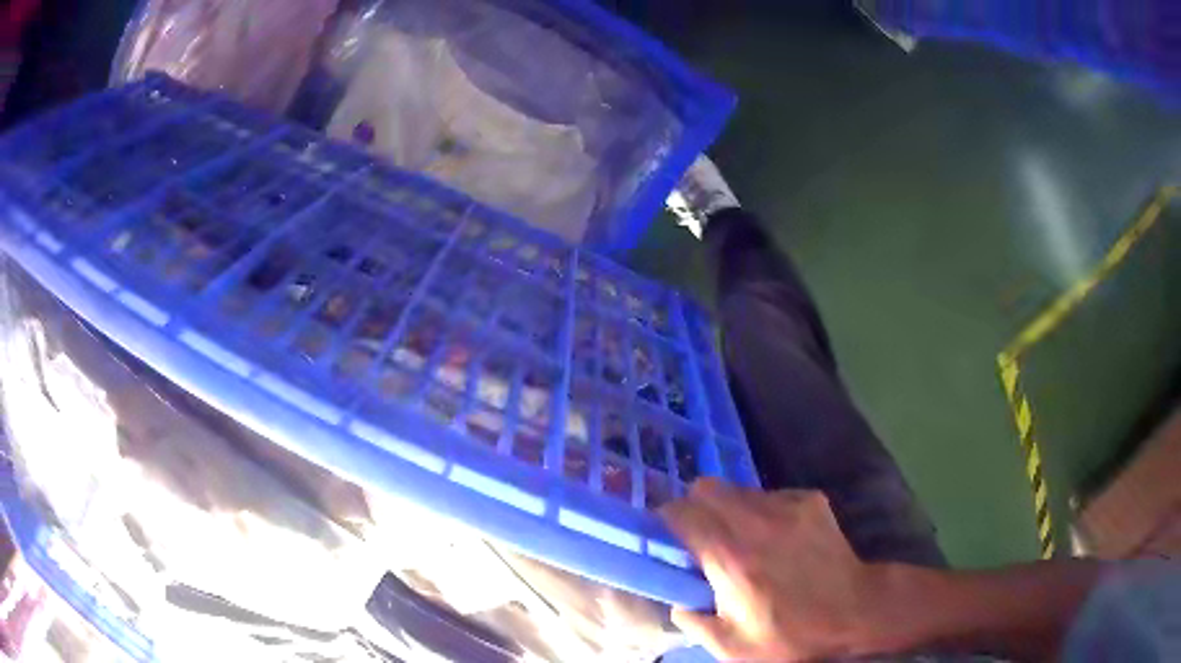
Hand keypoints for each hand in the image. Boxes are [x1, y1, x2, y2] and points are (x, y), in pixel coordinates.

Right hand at [660, 480, 892, 660]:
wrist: (855, 610)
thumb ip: (693, 623)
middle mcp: (755, 522)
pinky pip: (770, 495)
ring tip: (742, 538)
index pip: (682, 513)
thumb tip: (677, 603)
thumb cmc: (792, 634)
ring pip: (738, 489)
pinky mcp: (810, 500)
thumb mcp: (733, 647)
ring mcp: (786, 506)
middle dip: (694, 507)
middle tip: (701, 535)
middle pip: (706, 488)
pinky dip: (762, 510)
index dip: (667, 520)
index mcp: (731, 558)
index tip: (668, 536)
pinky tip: (777, 536)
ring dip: (729, 509)